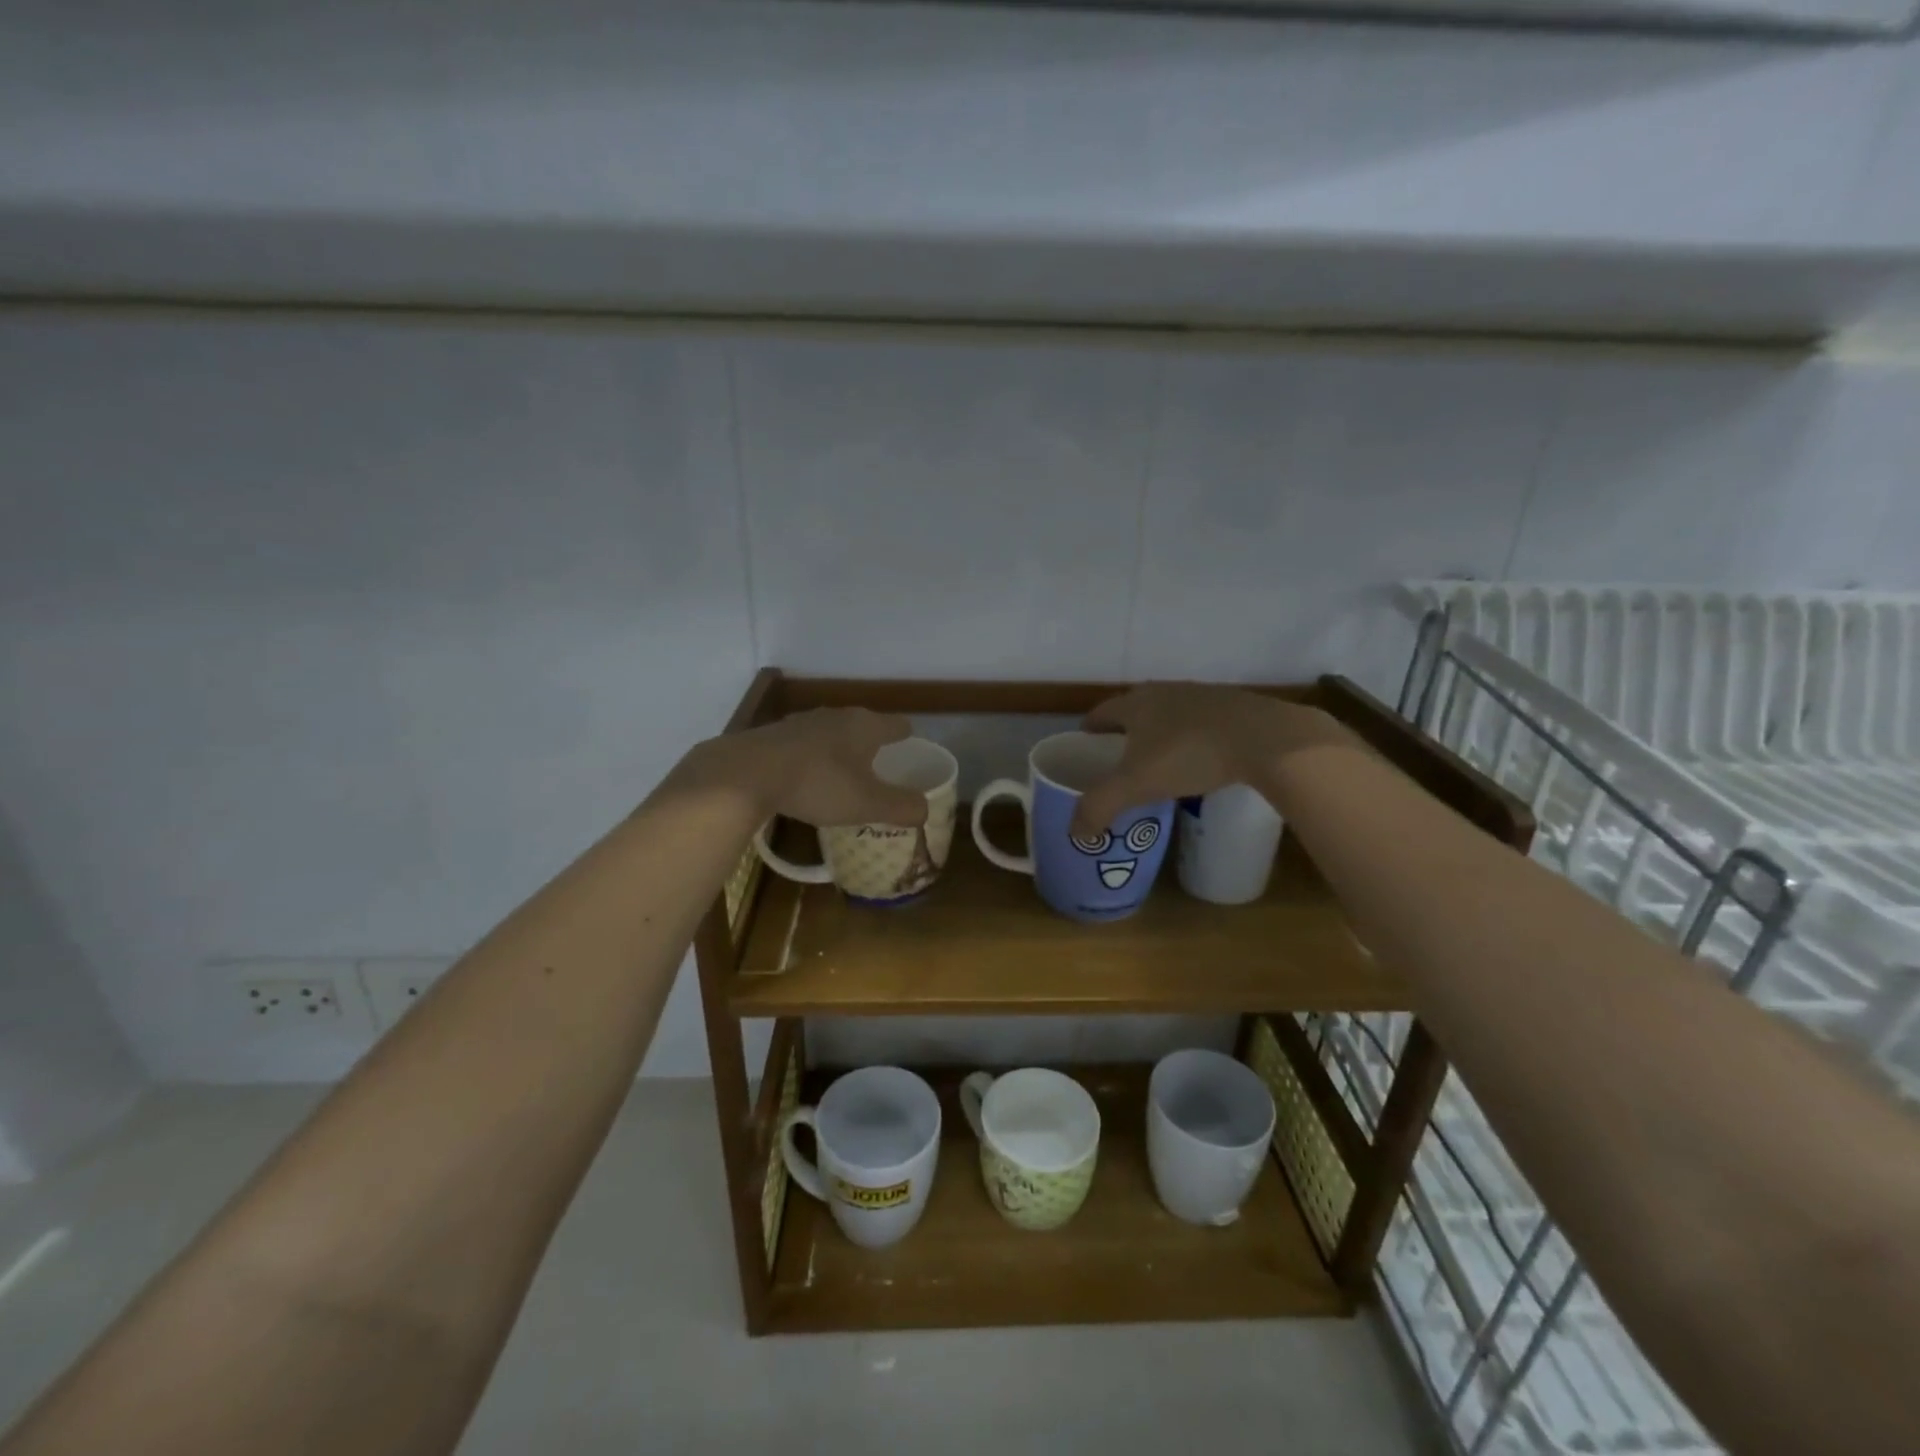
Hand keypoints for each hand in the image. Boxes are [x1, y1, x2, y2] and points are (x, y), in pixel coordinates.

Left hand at [676, 708, 929, 828]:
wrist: (747, 773)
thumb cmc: (818, 784)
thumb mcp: (867, 803)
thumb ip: (901, 806)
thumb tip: (925, 809)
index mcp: (865, 726)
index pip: (898, 725)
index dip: (907, 738)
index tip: (911, 751)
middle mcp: (837, 715)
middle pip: (864, 726)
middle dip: (872, 744)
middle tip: (879, 768)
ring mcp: (802, 721)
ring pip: (832, 733)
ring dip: (839, 750)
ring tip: (843, 773)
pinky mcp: (774, 734)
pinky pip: (804, 744)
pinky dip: (812, 758)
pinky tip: (805, 777)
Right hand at [1070, 684, 1351, 836]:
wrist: (1267, 739)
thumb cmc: (1190, 755)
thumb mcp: (1136, 785)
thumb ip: (1099, 807)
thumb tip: (1074, 833)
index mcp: (1136, 703)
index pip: (1100, 713)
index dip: (1089, 732)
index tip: (1084, 751)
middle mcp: (1166, 692)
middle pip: (1134, 712)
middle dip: (1123, 735)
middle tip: (1117, 764)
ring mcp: (1203, 696)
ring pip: (1169, 716)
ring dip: (1159, 736)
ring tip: (1157, 766)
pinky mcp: (1235, 708)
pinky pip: (1201, 725)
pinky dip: (1192, 741)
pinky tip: (1200, 763)